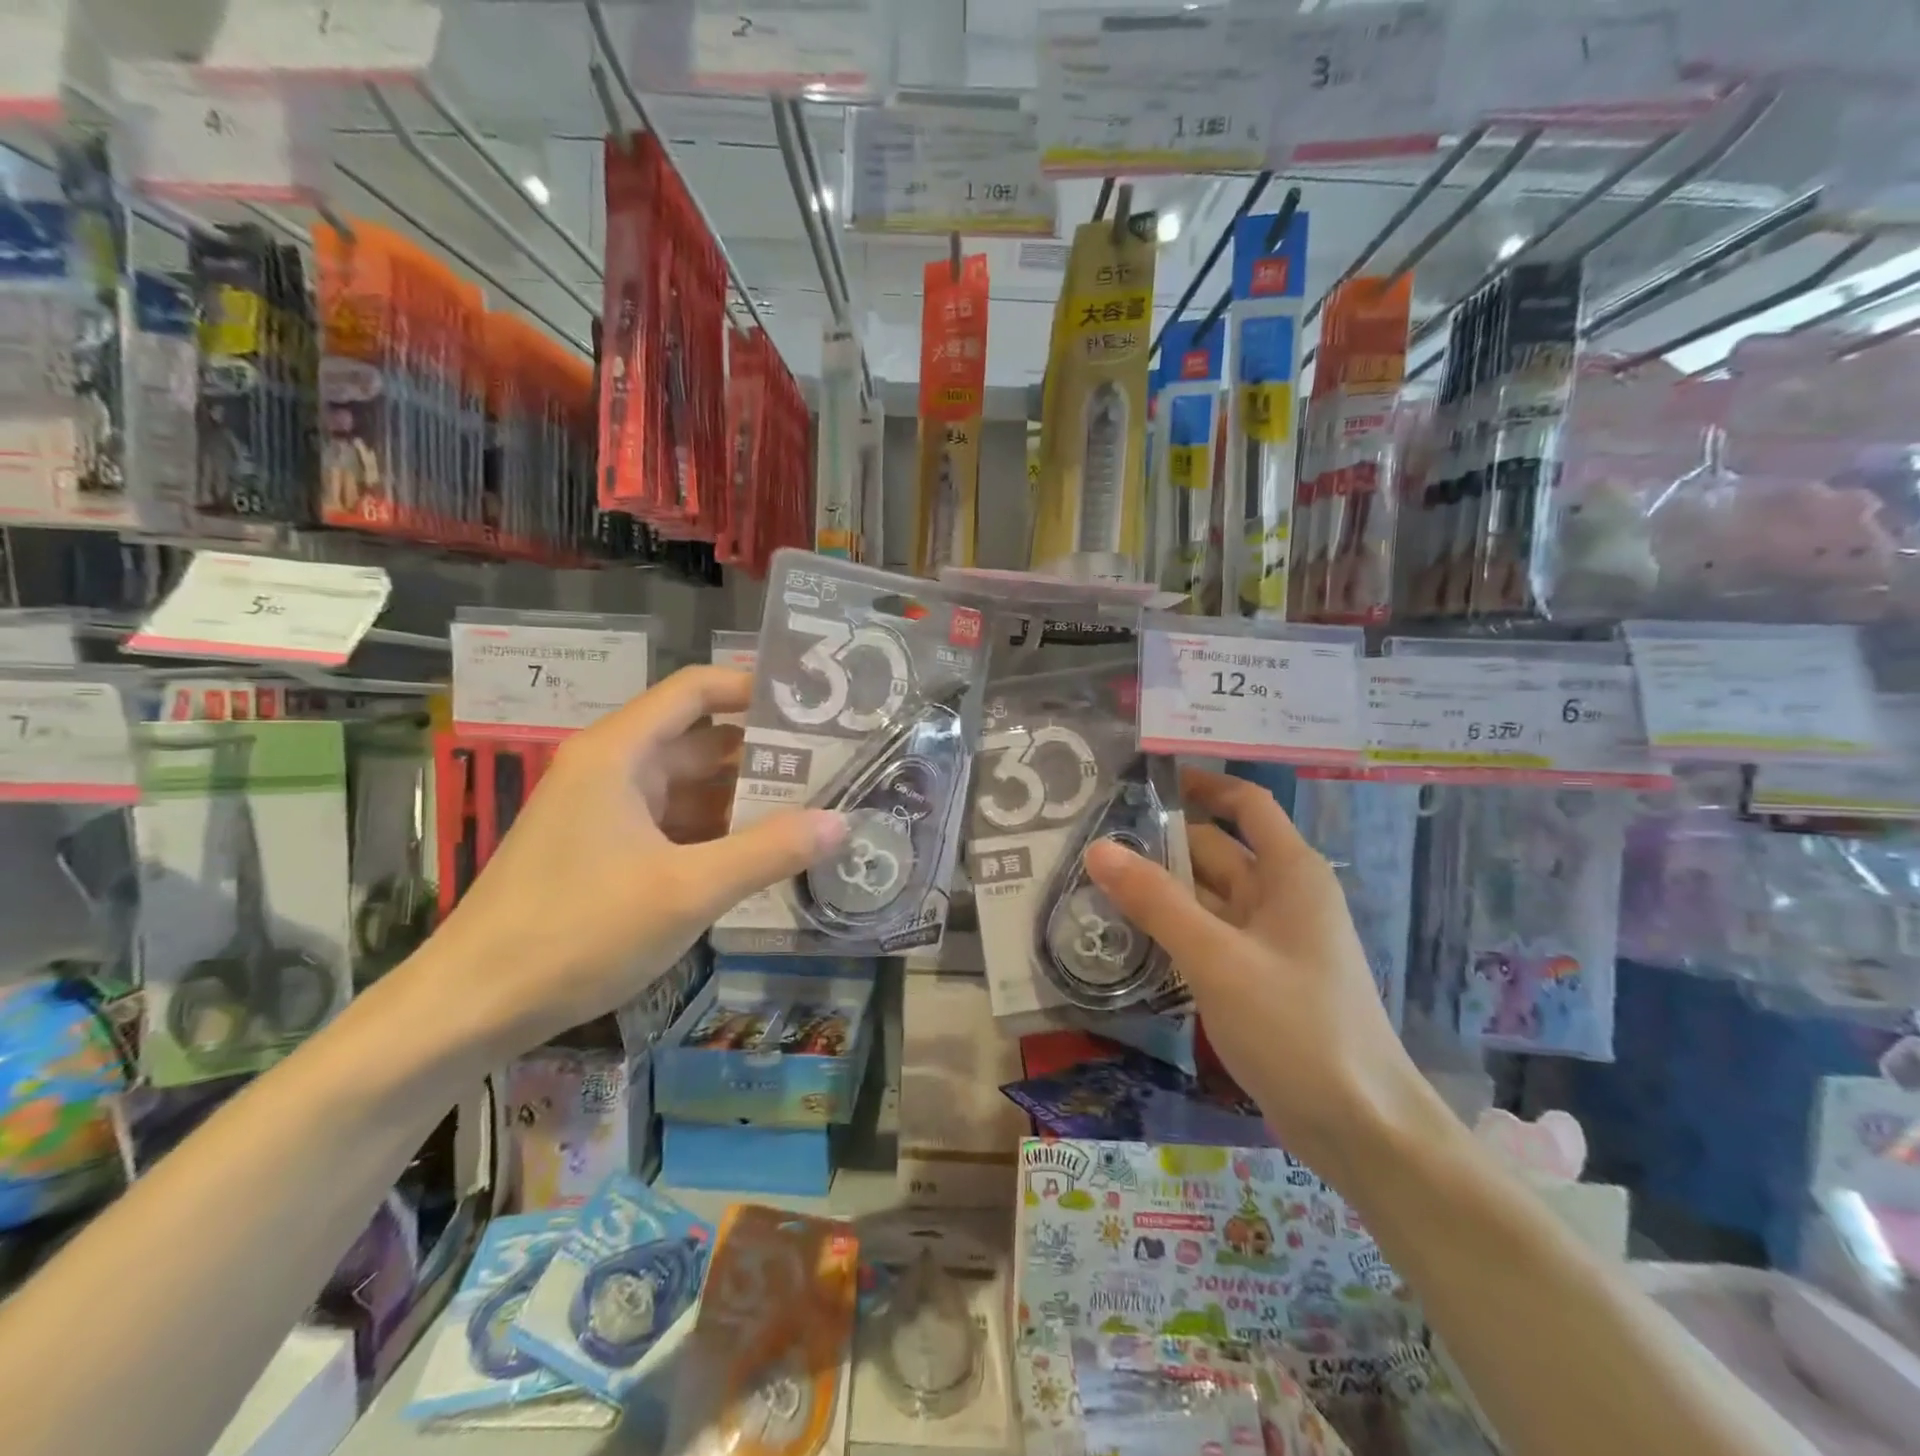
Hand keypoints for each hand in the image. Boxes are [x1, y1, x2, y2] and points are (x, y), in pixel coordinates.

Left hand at [410, 668, 847, 1061]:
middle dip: (764, 752)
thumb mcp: (686, 890)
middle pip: (700, 740)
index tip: (812, 707)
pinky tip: (762, 855)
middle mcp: (612, 770)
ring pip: (689, 788)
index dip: (754, 689)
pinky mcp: (604, 852)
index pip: (696, 691)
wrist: (470, 1008)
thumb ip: (768, 852)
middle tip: (833, 766)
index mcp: (620, 753)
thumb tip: (842, 822)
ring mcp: (606, 813)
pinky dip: (716, 833)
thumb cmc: (576, 931)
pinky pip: (673, 825)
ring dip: (744, 798)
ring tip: (813, 808)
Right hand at [1085, 768, 1424, 1176]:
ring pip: (1206, 896)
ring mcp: (1269, 940)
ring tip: (1093, 879)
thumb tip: (1098, 848)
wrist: (1360, 1128)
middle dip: (1160, 841)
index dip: (1200, 785)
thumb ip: (1156, 902)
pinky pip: (1207, 935)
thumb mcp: (1217, 959)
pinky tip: (1127, 932)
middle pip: (1215, 850)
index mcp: (1290, 873)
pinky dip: (1172, 928)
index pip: (1244, 804)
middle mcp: (1281, 896)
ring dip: (1160, 888)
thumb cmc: (1296, 1027)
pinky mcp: (1256, 977)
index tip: (1142, 779)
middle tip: (1092, 836)